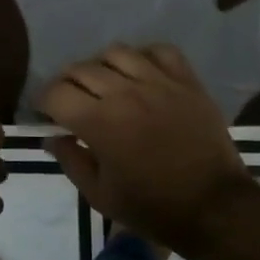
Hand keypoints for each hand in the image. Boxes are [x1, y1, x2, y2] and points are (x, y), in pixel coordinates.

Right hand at [39, 43, 250, 250]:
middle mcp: (125, 92)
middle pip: (81, 68)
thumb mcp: (100, 196)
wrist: (215, 207)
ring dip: (101, 66)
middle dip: (67, 83)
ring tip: (105, 83)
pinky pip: (159, 50)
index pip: (56, 93)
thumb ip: (71, 161)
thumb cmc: (153, 208)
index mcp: (99, 122)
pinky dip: (144, 56)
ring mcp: (158, 82)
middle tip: (71, 100)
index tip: (46, 112)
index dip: (43, 101)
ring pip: (116, 52)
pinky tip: (140, 73)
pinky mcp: (186, 81)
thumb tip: (52, 137)